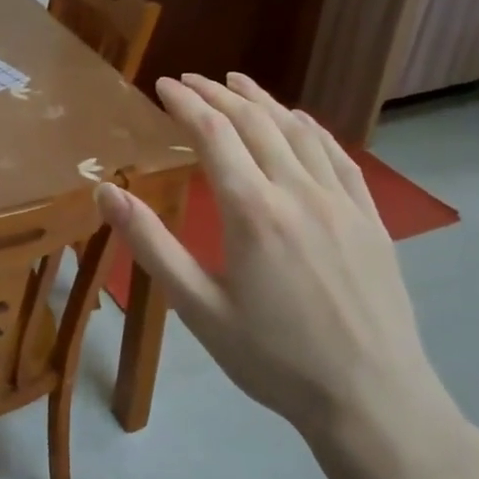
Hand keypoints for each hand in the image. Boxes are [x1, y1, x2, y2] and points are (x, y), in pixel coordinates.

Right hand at [97, 73, 463, 457]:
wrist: (371, 399)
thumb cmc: (273, 359)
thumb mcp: (199, 308)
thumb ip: (152, 245)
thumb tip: (106, 192)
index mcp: (253, 211)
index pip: (214, 134)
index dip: (186, 104)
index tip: (163, 85)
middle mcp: (298, 192)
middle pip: (255, 123)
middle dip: (219, 94)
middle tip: (191, 80)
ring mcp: (342, 202)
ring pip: (299, 132)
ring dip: (264, 101)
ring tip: (238, 82)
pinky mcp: (370, 218)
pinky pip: (339, 157)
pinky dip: (312, 128)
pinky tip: (300, 121)